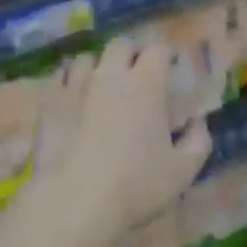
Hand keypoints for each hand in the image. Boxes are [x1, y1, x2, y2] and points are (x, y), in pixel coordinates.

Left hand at [31, 38, 212, 235]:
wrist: (76, 201)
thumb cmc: (136, 186)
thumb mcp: (183, 171)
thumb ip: (197, 141)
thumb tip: (198, 122)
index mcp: (146, 84)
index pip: (158, 50)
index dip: (166, 56)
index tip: (170, 69)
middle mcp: (110, 74)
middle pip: (120, 45)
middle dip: (131, 54)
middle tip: (136, 74)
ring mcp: (75, 84)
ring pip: (86, 58)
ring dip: (97, 66)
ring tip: (100, 85)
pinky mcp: (49, 100)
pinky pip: (59, 76)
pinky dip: (68, 80)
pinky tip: (72, 95)